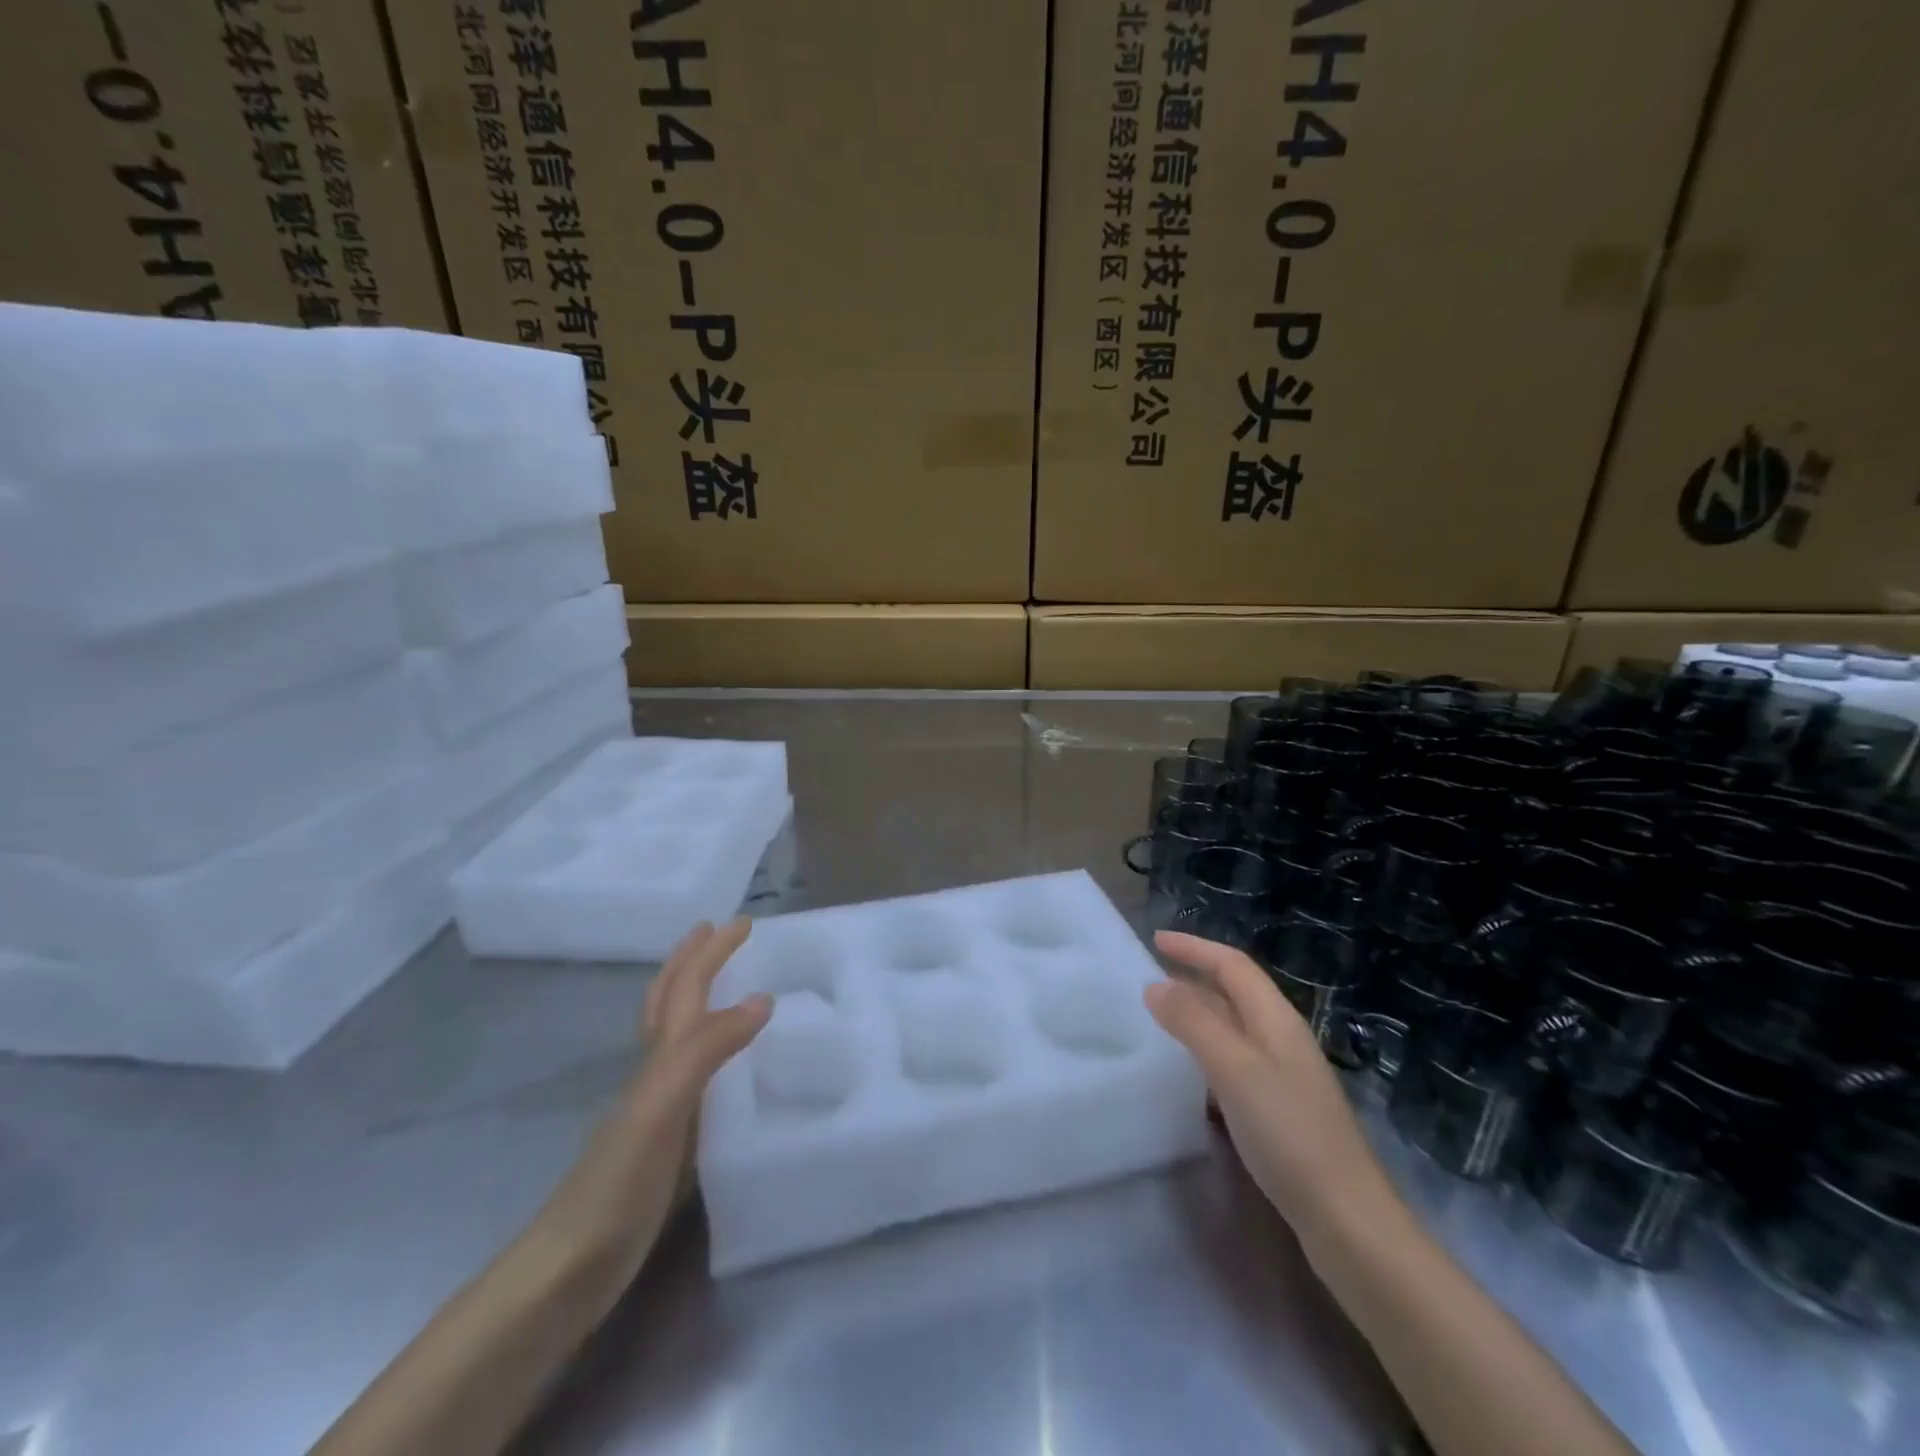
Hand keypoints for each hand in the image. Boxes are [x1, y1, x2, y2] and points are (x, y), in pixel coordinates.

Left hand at [534, 919, 771, 1276]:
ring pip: (678, 1036)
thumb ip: (706, 1051)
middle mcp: (655, 1074)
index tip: (743, 923)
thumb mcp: (663, 1109)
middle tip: (720, 934)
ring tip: (723, 984)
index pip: (687, 990)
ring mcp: (657, 1108)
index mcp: (658, 1059)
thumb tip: (760, 998)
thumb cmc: (615, 1186)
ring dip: (697, 999)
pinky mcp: (666, 1142)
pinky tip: (724, 1068)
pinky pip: (694, 1077)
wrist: (565, 1274)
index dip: (711, 953)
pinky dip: (710, 1051)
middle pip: (669, 1002)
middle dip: (693, 962)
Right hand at [1145, 931, 1397, 1236]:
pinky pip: (1237, 1060)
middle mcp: (1283, 1039)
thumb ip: (1193, 1023)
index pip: (1233, 966)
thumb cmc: (1289, 1134)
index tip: (1155, 941)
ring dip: (1200, 1013)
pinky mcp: (1282, 1109)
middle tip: (1152, 978)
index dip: (1195, 948)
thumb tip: (1155, 985)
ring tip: (1163, 1018)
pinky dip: (1208, 1050)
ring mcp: (1285, 1076)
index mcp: (1277, 1020)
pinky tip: (1192, 1073)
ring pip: (1235, 1027)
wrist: (1348, 1221)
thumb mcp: (1234, 1069)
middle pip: (1236, 992)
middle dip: (1196, 976)